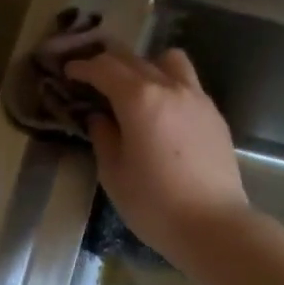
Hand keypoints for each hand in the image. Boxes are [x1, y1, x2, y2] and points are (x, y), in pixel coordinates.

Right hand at [63, 47, 251, 269]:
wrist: (213, 225)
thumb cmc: (154, 204)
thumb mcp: (114, 173)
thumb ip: (103, 137)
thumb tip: (100, 117)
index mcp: (139, 99)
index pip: (104, 68)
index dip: (83, 67)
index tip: (69, 71)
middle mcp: (170, 87)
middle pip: (134, 59)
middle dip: (108, 62)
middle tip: (92, 76)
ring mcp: (197, 98)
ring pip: (169, 61)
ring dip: (146, 65)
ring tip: (136, 88)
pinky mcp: (214, 115)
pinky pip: (188, 84)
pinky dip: (169, 85)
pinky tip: (162, 112)